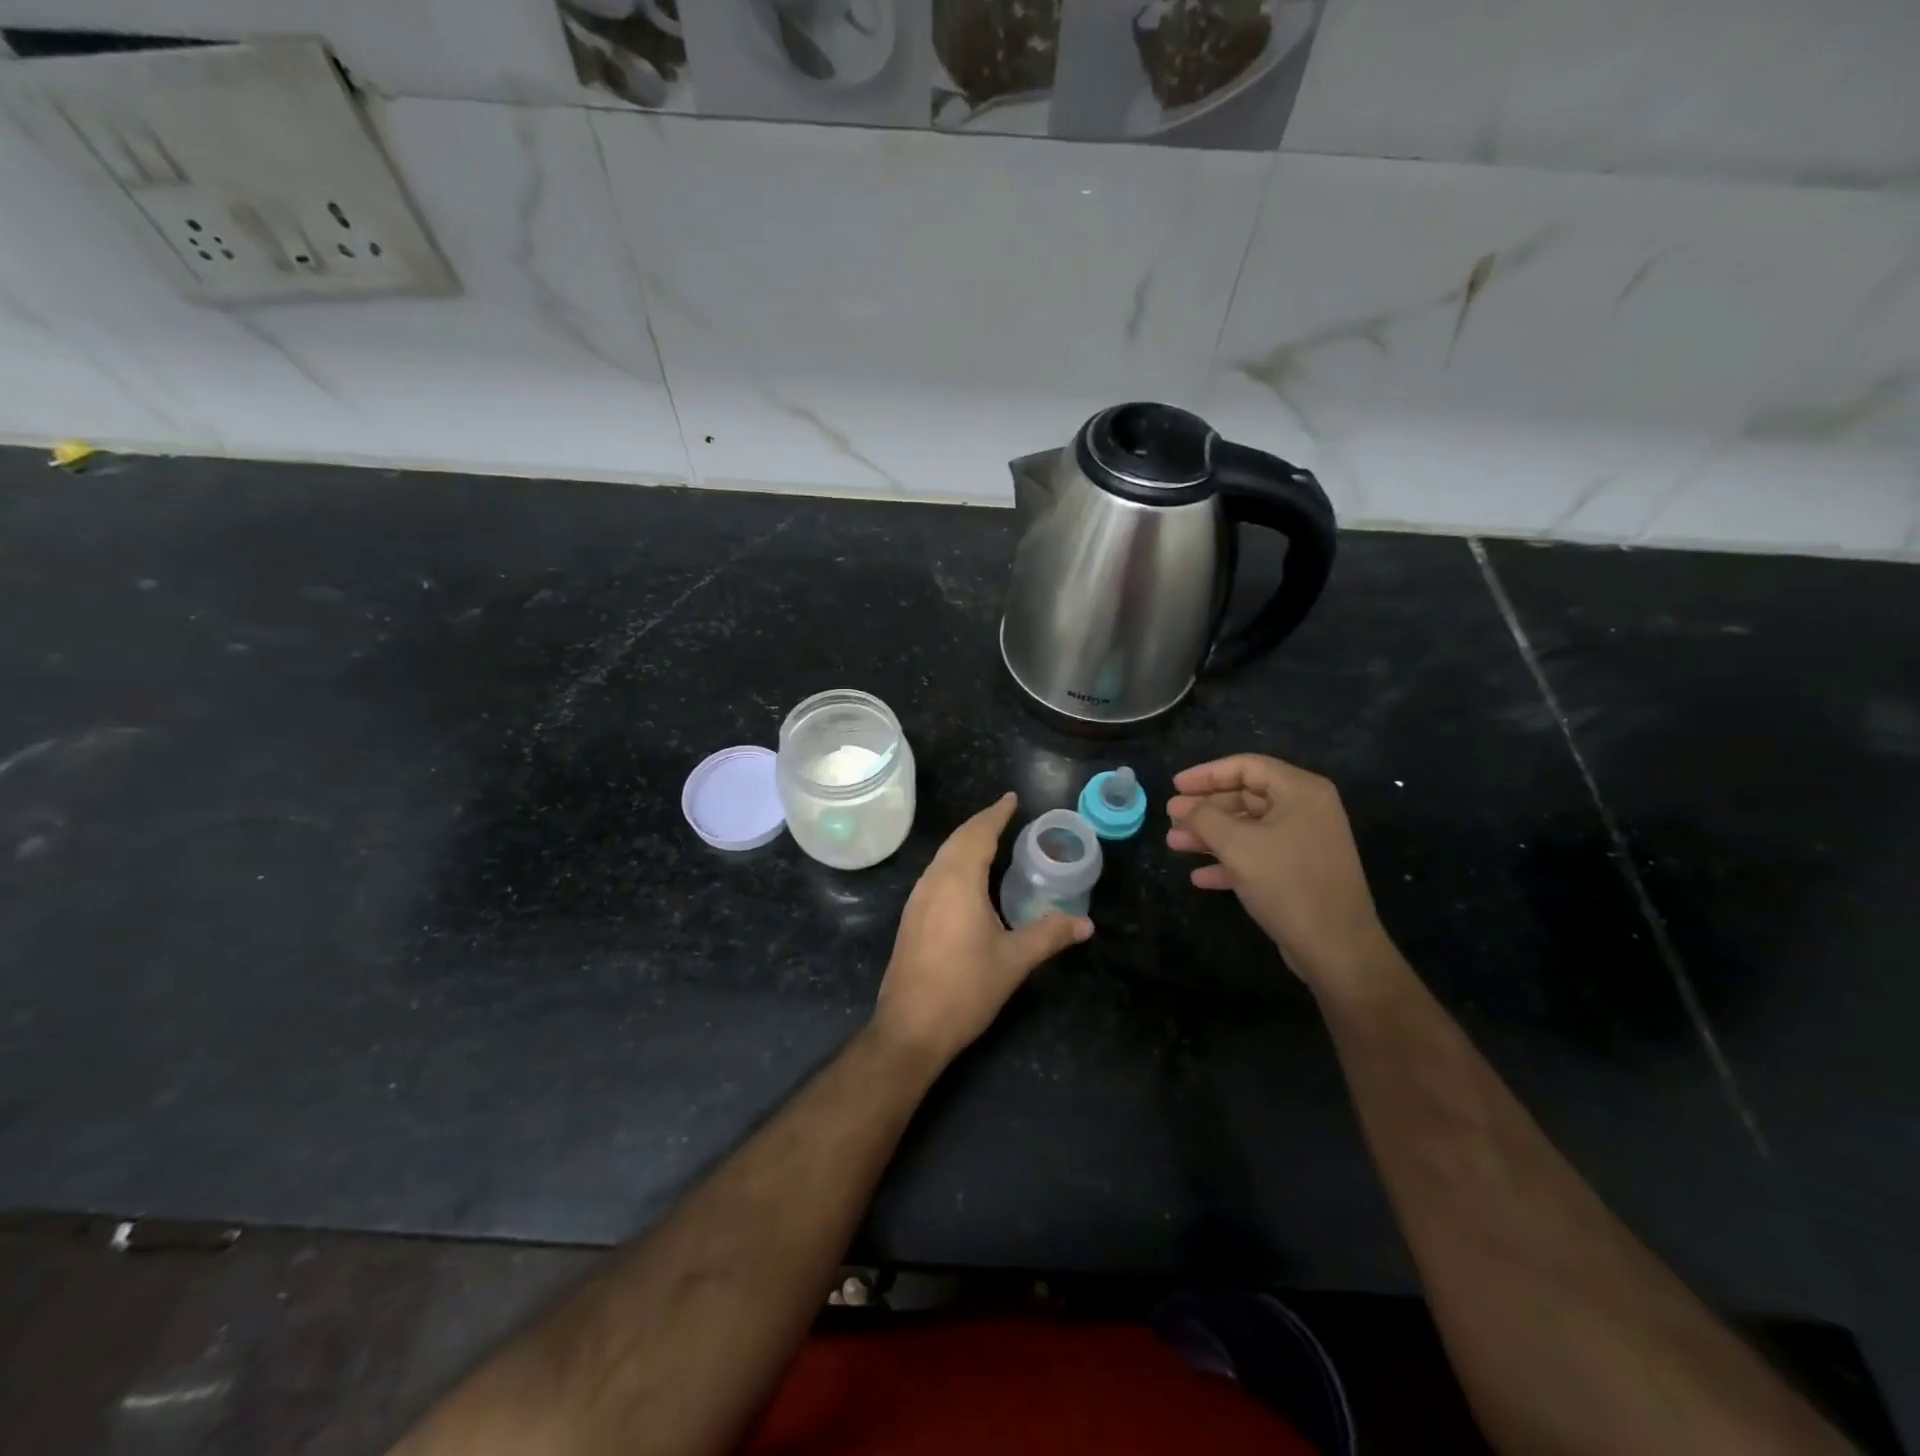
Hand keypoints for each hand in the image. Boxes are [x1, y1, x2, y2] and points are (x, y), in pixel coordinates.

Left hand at [874, 792, 1091, 1067]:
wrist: (910, 1027)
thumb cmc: (965, 988)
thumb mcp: (1014, 960)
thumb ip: (1050, 935)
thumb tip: (1086, 924)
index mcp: (959, 881)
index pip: (979, 834)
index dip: (996, 814)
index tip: (1012, 799)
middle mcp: (933, 881)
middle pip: (957, 840)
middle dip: (981, 824)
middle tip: (1006, 815)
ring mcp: (918, 899)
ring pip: (943, 856)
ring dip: (966, 842)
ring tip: (991, 840)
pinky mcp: (911, 917)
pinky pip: (936, 874)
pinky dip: (955, 862)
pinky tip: (968, 878)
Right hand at [1167, 754, 1390, 989]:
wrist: (1337, 948)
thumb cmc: (1287, 884)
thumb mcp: (1237, 845)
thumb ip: (1204, 817)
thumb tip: (1182, 806)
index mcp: (1300, 791)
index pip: (1246, 766)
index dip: (1206, 774)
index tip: (1175, 786)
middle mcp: (1306, 810)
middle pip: (1246, 795)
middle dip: (1205, 808)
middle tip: (1170, 817)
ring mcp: (1304, 842)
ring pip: (1248, 827)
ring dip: (1210, 835)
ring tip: (1175, 844)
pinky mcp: (1299, 871)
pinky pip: (1258, 855)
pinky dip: (1229, 861)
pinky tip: (1200, 876)